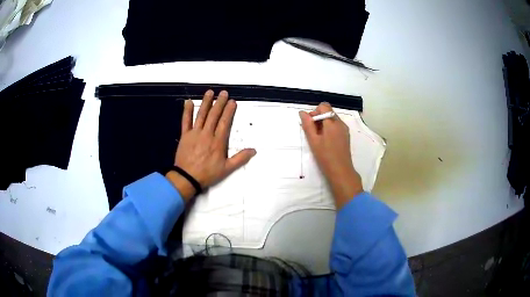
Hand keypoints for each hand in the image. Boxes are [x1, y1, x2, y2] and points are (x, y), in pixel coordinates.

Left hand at [166, 90, 256, 200]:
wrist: (187, 178)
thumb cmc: (208, 174)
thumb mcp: (227, 169)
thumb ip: (240, 158)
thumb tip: (253, 150)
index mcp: (218, 141)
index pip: (225, 122)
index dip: (229, 111)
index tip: (232, 102)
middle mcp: (207, 134)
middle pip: (214, 115)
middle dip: (219, 103)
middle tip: (223, 93)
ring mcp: (195, 133)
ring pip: (201, 115)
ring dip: (206, 103)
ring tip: (210, 92)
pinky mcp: (185, 135)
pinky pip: (185, 121)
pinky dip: (187, 111)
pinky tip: (189, 102)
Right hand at [299, 103, 362, 208]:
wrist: (341, 171)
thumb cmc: (325, 156)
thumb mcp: (313, 140)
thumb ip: (307, 124)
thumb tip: (302, 112)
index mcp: (332, 122)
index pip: (323, 106)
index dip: (315, 112)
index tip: (310, 124)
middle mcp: (340, 123)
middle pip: (328, 112)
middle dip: (319, 118)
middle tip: (313, 133)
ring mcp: (344, 129)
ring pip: (332, 119)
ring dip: (324, 124)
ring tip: (319, 138)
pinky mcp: (346, 135)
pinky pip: (336, 126)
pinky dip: (329, 129)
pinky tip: (326, 141)